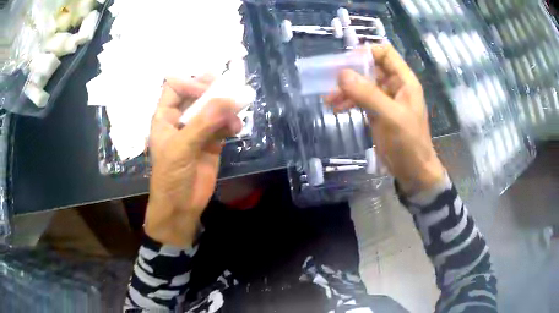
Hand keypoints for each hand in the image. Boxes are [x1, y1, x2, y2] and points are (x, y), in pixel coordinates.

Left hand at [146, 76, 242, 246]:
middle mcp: (180, 119)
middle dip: (212, 90)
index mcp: (164, 117)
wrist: (181, 207)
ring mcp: (197, 130)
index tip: (207, 90)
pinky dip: (231, 124)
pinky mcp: (211, 142)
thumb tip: (228, 99)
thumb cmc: (170, 177)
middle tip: (229, 86)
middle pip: (196, 94)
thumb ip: (203, 123)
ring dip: (225, 108)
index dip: (190, 83)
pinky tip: (236, 129)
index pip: (175, 87)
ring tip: (235, 114)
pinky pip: (222, 125)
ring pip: (213, 109)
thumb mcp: (181, 148)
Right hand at [325, 44, 444, 194]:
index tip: (347, 61)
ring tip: (329, 100)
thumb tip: (341, 74)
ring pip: (363, 84)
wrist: (413, 171)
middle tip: (332, 80)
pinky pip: (361, 100)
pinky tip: (336, 109)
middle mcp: (395, 86)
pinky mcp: (378, 113)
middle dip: (352, 72)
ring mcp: (386, 100)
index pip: (386, 53)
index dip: (367, 52)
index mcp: (404, 81)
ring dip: (346, 89)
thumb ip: (367, 94)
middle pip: (371, 68)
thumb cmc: (408, 143)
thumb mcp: (389, 117)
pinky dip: (349, 101)